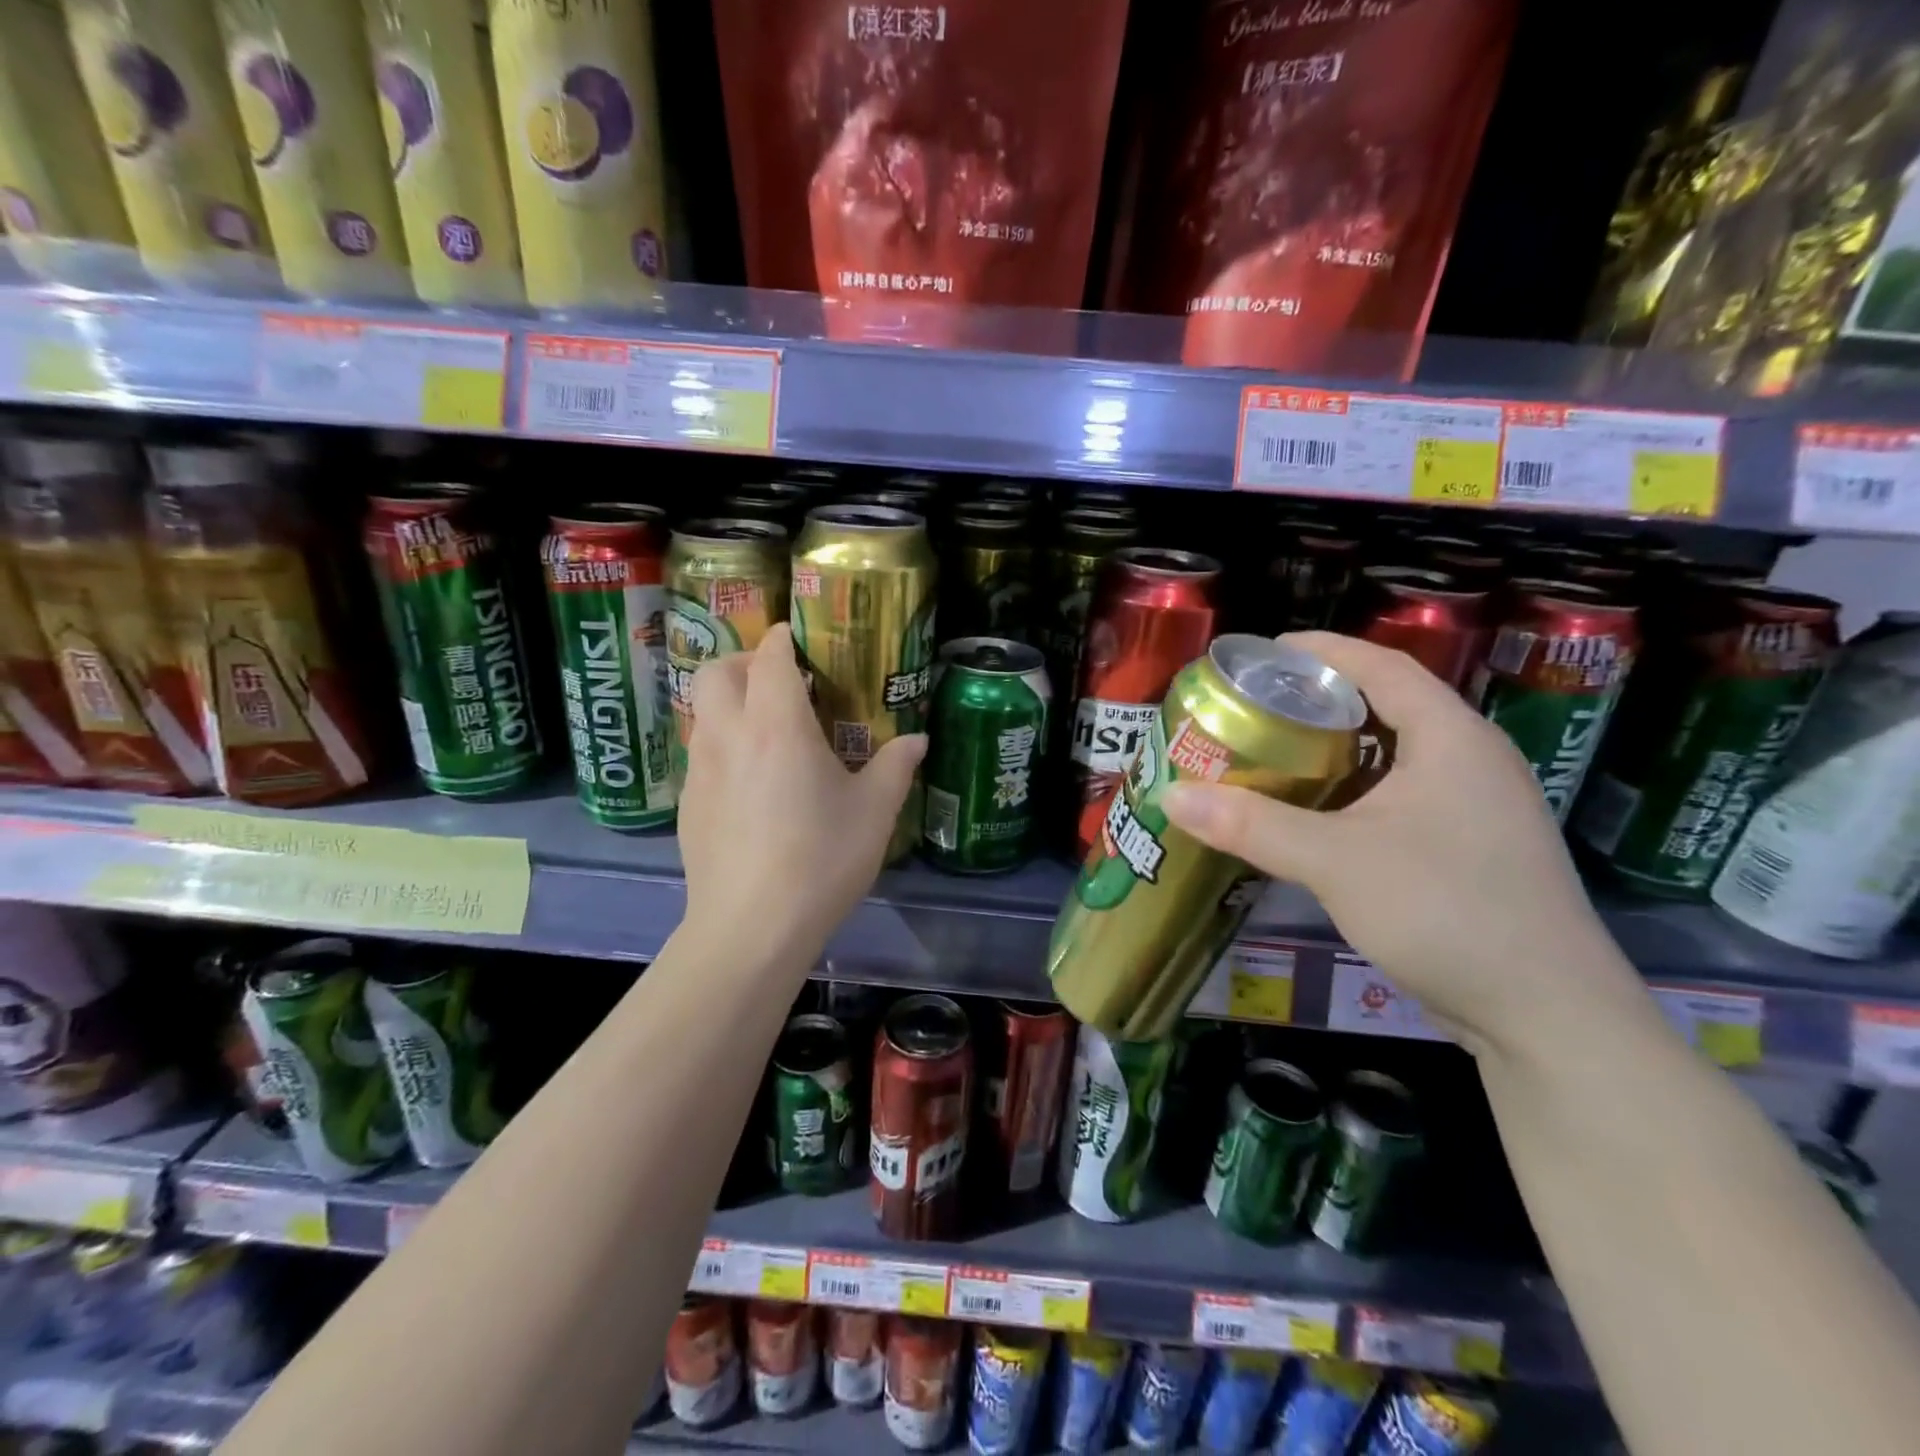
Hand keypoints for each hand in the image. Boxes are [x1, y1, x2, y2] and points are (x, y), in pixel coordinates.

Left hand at [678, 623, 925, 966]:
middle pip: (716, 672)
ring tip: (768, 730)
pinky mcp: (687, 804)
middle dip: (744, 662)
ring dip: (730, 703)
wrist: (750, 927)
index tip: (801, 639)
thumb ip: (895, 766)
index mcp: (776, 725)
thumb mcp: (874, 812)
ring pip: (702, 712)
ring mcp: (700, 770)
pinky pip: (700, 753)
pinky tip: (751, 783)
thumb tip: (917, 739)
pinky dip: (722, 745)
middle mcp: (728, 735)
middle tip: (779, 681)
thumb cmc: (820, 859)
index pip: (768, 656)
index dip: (783, 638)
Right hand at [1161, 631, 1642, 1053]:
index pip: (1383, 666)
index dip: (1323, 650)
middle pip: (1387, 706)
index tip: (1264, 652)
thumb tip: (1169, 795)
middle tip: (1255, 708)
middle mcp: (1470, 760)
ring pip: (1393, 756)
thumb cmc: (1446, 911)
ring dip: (1335, 751)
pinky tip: (1314, 815)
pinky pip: (1401, 796)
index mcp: (1451, 738)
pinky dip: (1352, 792)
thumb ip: (1251, 825)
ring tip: (1273, 754)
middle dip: (1319, 701)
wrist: (1546, 1015)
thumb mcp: (1336, 861)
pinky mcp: (1470, 848)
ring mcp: (1477, 807)